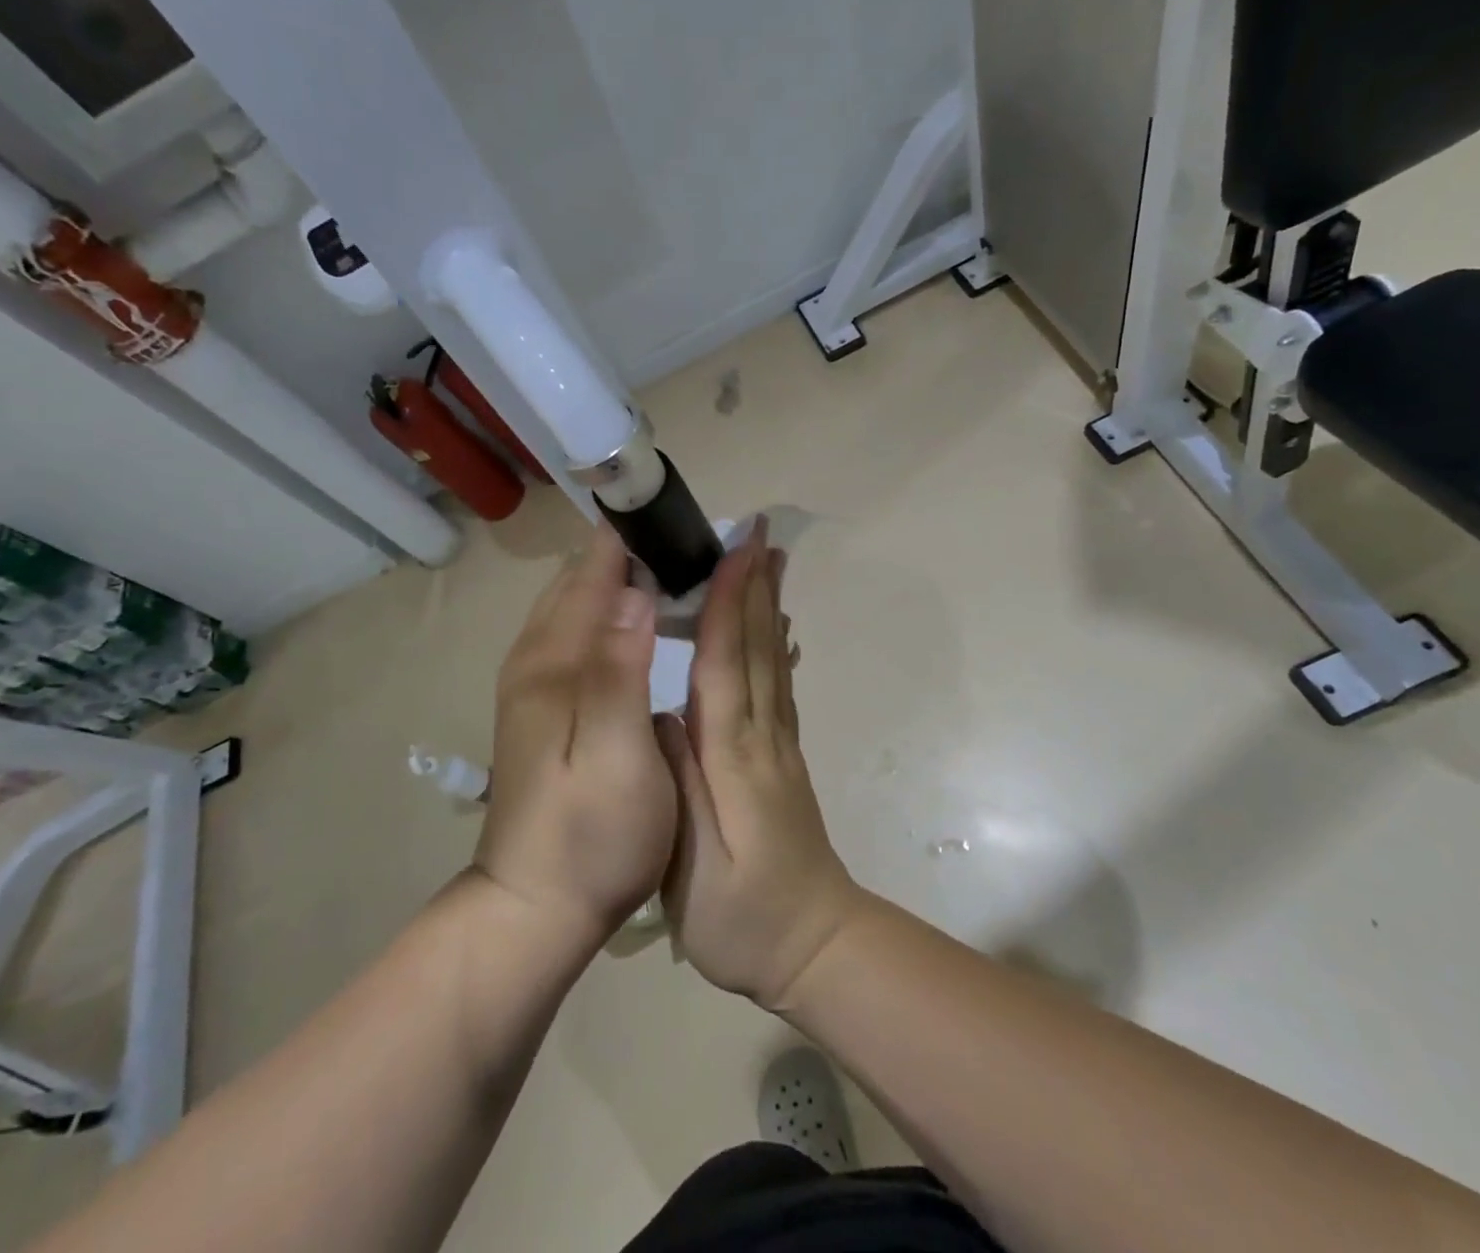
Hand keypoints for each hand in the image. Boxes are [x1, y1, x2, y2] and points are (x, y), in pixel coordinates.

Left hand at [475, 522, 677, 945]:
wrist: (533, 908)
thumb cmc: (589, 836)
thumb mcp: (617, 756)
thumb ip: (621, 669)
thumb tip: (635, 590)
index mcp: (553, 661)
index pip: (593, 571)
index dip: (637, 538)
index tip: (688, 521)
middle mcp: (536, 658)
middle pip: (581, 579)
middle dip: (634, 554)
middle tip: (696, 550)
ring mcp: (536, 681)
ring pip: (578, 604)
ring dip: (623, 582)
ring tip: (680, 577)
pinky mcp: (544, 704)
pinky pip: (579, 633)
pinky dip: (612, 613)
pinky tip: (646, 626)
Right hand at [659, 517, 866, 1008]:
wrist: (815, 948)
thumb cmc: (742, 920)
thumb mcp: (692, 868)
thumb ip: (678, 785)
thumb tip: (664, 713)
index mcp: (733, 758)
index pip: (727, 666)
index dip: (729, 605)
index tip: (733, 551)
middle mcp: (761, 738)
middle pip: (756, 649)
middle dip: (754, 586)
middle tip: (757, 532)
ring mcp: (779, 746)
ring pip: (771, 661)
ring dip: (768, 606)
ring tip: (768, 560)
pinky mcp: (783, 759)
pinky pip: (778, 686)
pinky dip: (774, 645)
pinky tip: (775, 627)